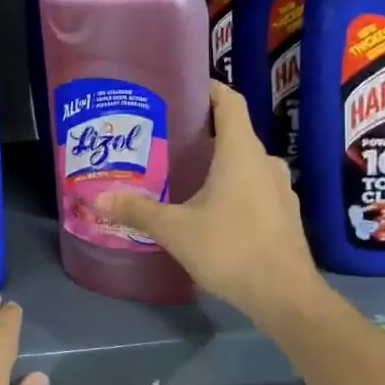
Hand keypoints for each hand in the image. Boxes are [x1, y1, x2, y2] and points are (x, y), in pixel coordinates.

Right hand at [97, 80, 327, 324]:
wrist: (286, 297)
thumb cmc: (231, 249)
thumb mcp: (175, 229)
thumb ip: (137, 211)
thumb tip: (97, 199)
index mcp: (240, 152)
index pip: (230, 102)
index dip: (209, 88)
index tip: (183, 87)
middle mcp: (264, 162)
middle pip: (234, 133)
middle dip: (202, 132)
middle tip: (166, 138)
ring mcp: (279, 190)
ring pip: (244, 163)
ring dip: (217, 162)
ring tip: (183, 173)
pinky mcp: (283, 215)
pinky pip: (254, 187)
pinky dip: (232, 187)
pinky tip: (209, 208)